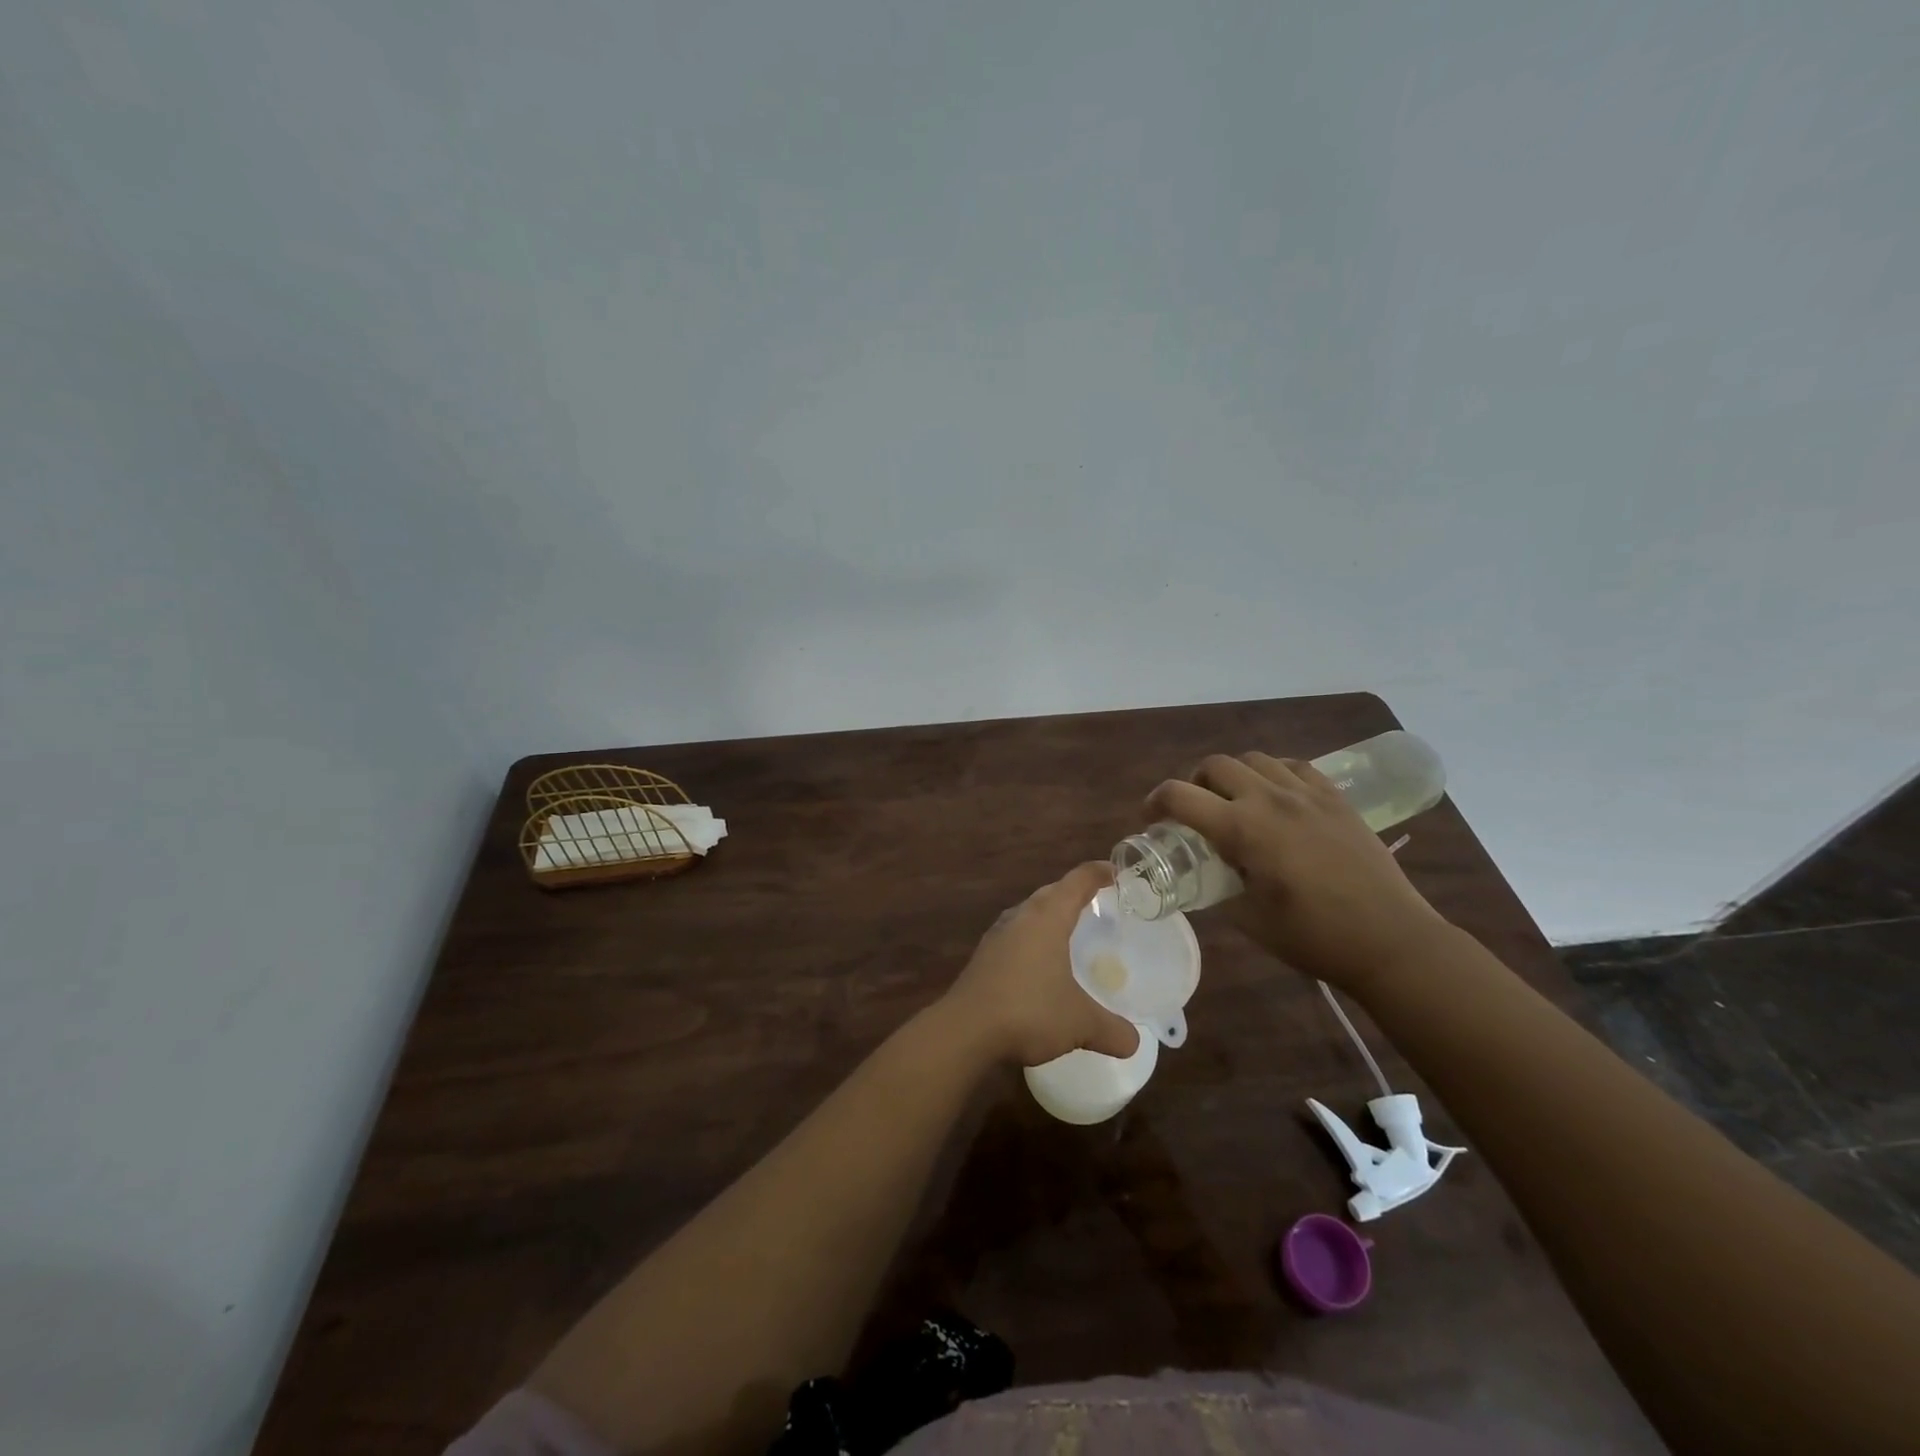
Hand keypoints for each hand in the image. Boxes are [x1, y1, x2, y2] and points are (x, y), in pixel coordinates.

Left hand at [937, 863, 1141, 1067]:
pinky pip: (1015, 935)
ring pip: (1029, 913)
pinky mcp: (984, 957)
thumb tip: (1134, 1043)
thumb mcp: (1080, 1023)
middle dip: (1073, 893)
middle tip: (1096, 902)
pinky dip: (1032, 939)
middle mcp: (1020, 917)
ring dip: (1049, 915)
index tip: (1116, 871)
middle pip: (1051, 892)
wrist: (965, 1030)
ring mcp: (997, 936)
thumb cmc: (1029, 1011)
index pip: (1077, 881)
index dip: (1098, 873)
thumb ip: (1111, 1029)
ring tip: (1068, 929)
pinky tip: (1039, 963)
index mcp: (1047, 918)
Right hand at [1147, 753, 1450, 992]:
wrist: (1390, 940)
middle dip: (1194, 783)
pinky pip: (1294, 766)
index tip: (1150, 818)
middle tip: (1195, 811)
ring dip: (1233, 775)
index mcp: (1243, 828)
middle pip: (1215, 765)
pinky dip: (1273, 773)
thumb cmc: (1313, 936)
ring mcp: (1307, 793)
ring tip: (1236, 801)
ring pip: (1254, 759)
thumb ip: (1218, 885)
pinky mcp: (1335, 798)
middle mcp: (1270, 798)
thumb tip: (1204, 873)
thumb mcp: (1248, 918)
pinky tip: (1277, 797)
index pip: (1180, 796)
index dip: (1155, 802)